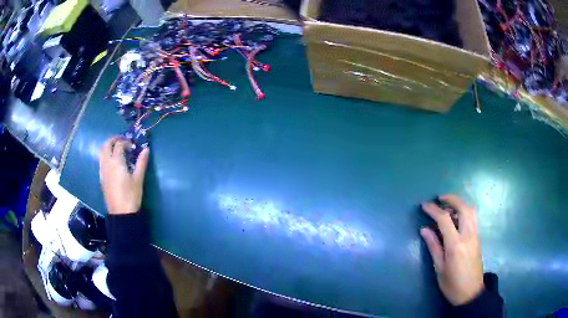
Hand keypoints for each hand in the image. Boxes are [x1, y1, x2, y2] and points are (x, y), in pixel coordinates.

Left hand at [98, 137, 149, 214]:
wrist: (121, 213)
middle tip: (122, 141)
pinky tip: (112, 162)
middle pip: (106, 145)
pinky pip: (101, 161)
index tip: (133, 146)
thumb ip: (141, 162)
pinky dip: (106, 156)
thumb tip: (146, 149)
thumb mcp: (138, 179)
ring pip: (101, 152)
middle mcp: (107, 163)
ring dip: (108, 147)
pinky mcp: (101, 178)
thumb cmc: (131, 195)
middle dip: (114, 140)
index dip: (126, 142)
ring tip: (116, 149)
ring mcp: (102, 170)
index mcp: (116, 162)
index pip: (119, 145)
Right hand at [420, 194, 483, 305]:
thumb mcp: (439, 268)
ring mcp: (475, 235)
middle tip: (439, 199)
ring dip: (459, 204)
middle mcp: (468, 235)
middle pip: (463, 208)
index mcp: (456, 245)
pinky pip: (472, 218)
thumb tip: (424, 229)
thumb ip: (433, 246)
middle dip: (451, 199)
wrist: (471, 293)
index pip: (445, 219)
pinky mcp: (478, 238)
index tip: (424, 205)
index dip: (433, 210)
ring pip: (470, 211)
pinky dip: (464, 212)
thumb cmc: (452, 284)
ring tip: (448, 208)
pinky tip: (456, 219)